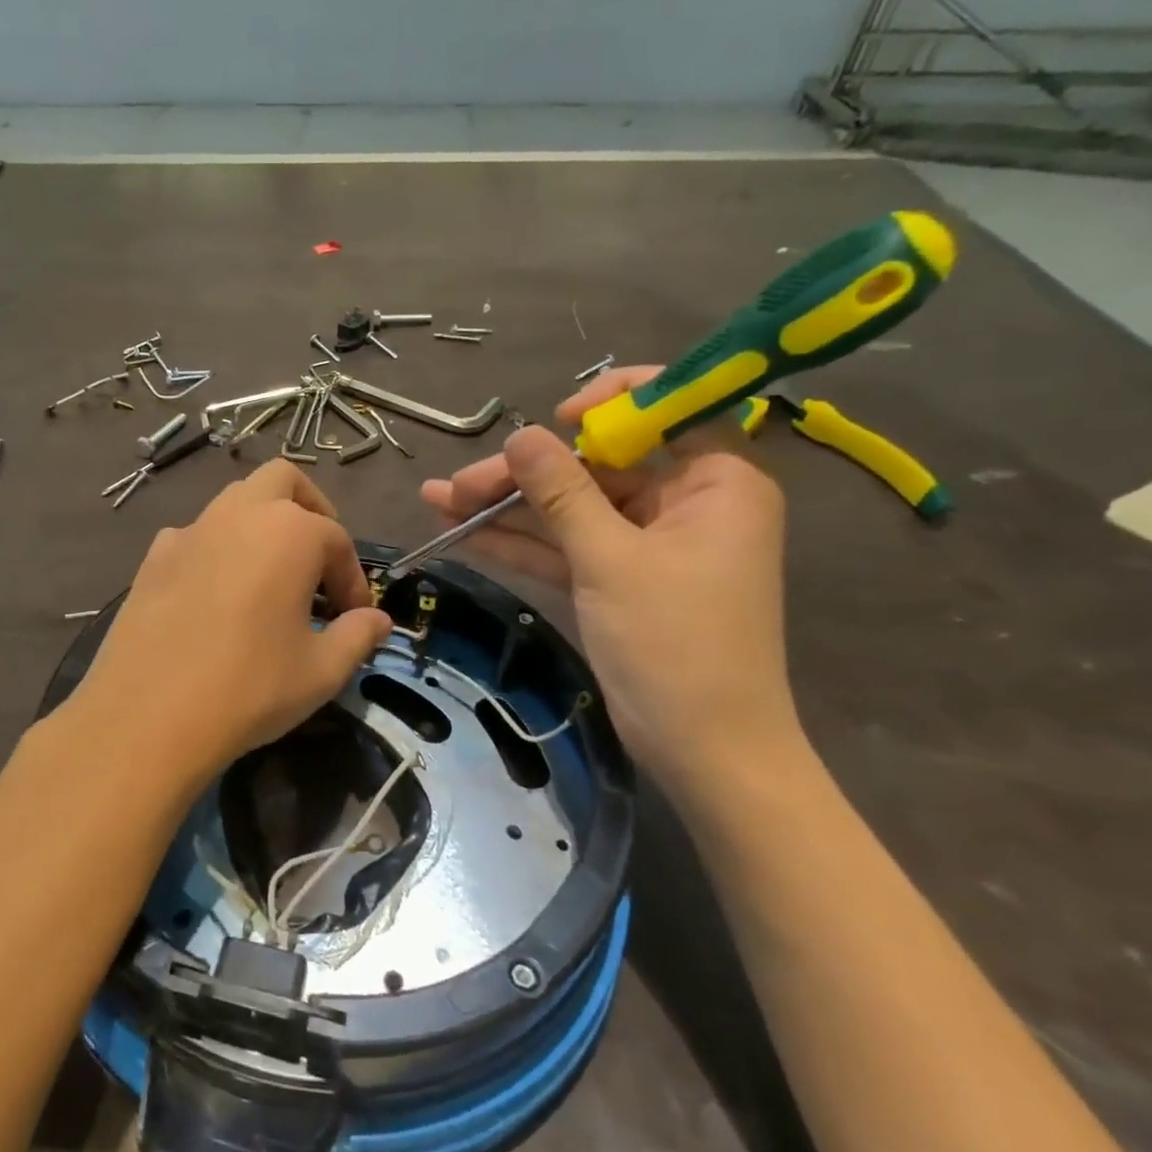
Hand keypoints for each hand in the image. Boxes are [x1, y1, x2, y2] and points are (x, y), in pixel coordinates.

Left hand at [64, 460, 392, 808]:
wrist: (149, 715)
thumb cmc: (250, 688)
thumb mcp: (321, 671)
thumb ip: (358, 636)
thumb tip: (378, 620)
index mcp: (289, 532)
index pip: (337, 540)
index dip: (353, 580)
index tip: (355, 617)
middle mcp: (239, 514)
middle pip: (283, 482)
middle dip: (310, 511)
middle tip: (317, 560)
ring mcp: (190, 531)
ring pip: (234, 501)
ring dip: (261, 524)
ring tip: (269, 577)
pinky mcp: (153, 557)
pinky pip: (195, 534)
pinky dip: (216, 549)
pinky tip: (215, 594)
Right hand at [420, 368, 798, 794]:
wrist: (702, 749)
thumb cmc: (676, 644)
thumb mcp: (611, 560)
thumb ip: (562, 492)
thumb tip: (521, 434)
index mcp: (715, 482)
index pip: (667, 410)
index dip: (610, 402)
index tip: (557, 417)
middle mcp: (683, 503)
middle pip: (595, 466)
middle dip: (524, 475)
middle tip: (458, 484)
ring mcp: (645, 544)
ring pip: (569, 509)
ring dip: (506, 508)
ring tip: (436, 500)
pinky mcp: (615, 579)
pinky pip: (564, 547)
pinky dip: (518, 542)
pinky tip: (461, 531)